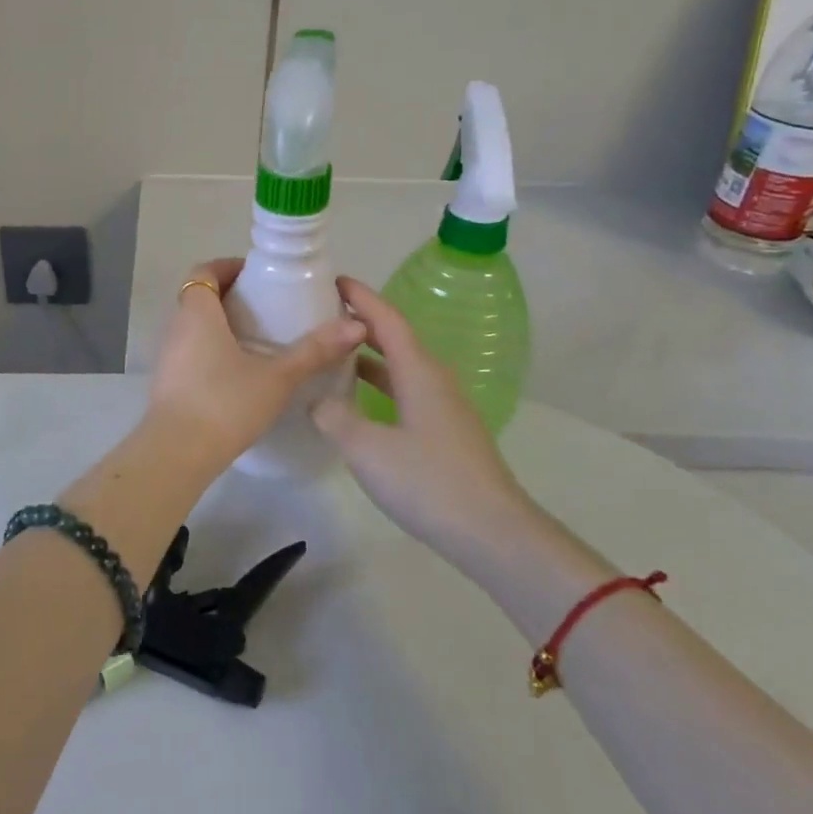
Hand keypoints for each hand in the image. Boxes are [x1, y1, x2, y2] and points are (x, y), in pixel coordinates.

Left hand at [147, 259, 365, 469]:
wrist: (177, 454)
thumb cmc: (225, 403)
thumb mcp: (277, 377)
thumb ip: (314, 351)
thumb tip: (356, 325)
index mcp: (197, 313)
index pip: (204, 271)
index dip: (227, 267)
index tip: (257, 275)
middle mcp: (176, 327)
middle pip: (198, 298)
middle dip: (229, 297)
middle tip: (266, 308)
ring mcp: (167, 357)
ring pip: (193, 327)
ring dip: (220, 326)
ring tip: (257, 340)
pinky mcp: (167, 383)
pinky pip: (189, 353)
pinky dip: (211, 351)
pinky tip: (238, 374)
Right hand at [311, 276, 533, 551]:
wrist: (493, 533)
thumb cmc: (428, 481)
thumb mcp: (366, 448)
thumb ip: (334, 417)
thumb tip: (318, 399)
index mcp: (418, 371)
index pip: (386, 319)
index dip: (360, 297)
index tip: (332, 280)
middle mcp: (434, 380)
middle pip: (395, 338)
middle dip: (361, 324)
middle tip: (322, 316)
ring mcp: (443, 407)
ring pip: (400, 368)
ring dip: (368, 356)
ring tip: (332, 354)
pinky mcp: (445, 432)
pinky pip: (405, 391)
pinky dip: (379, 384)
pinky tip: (357, 403)